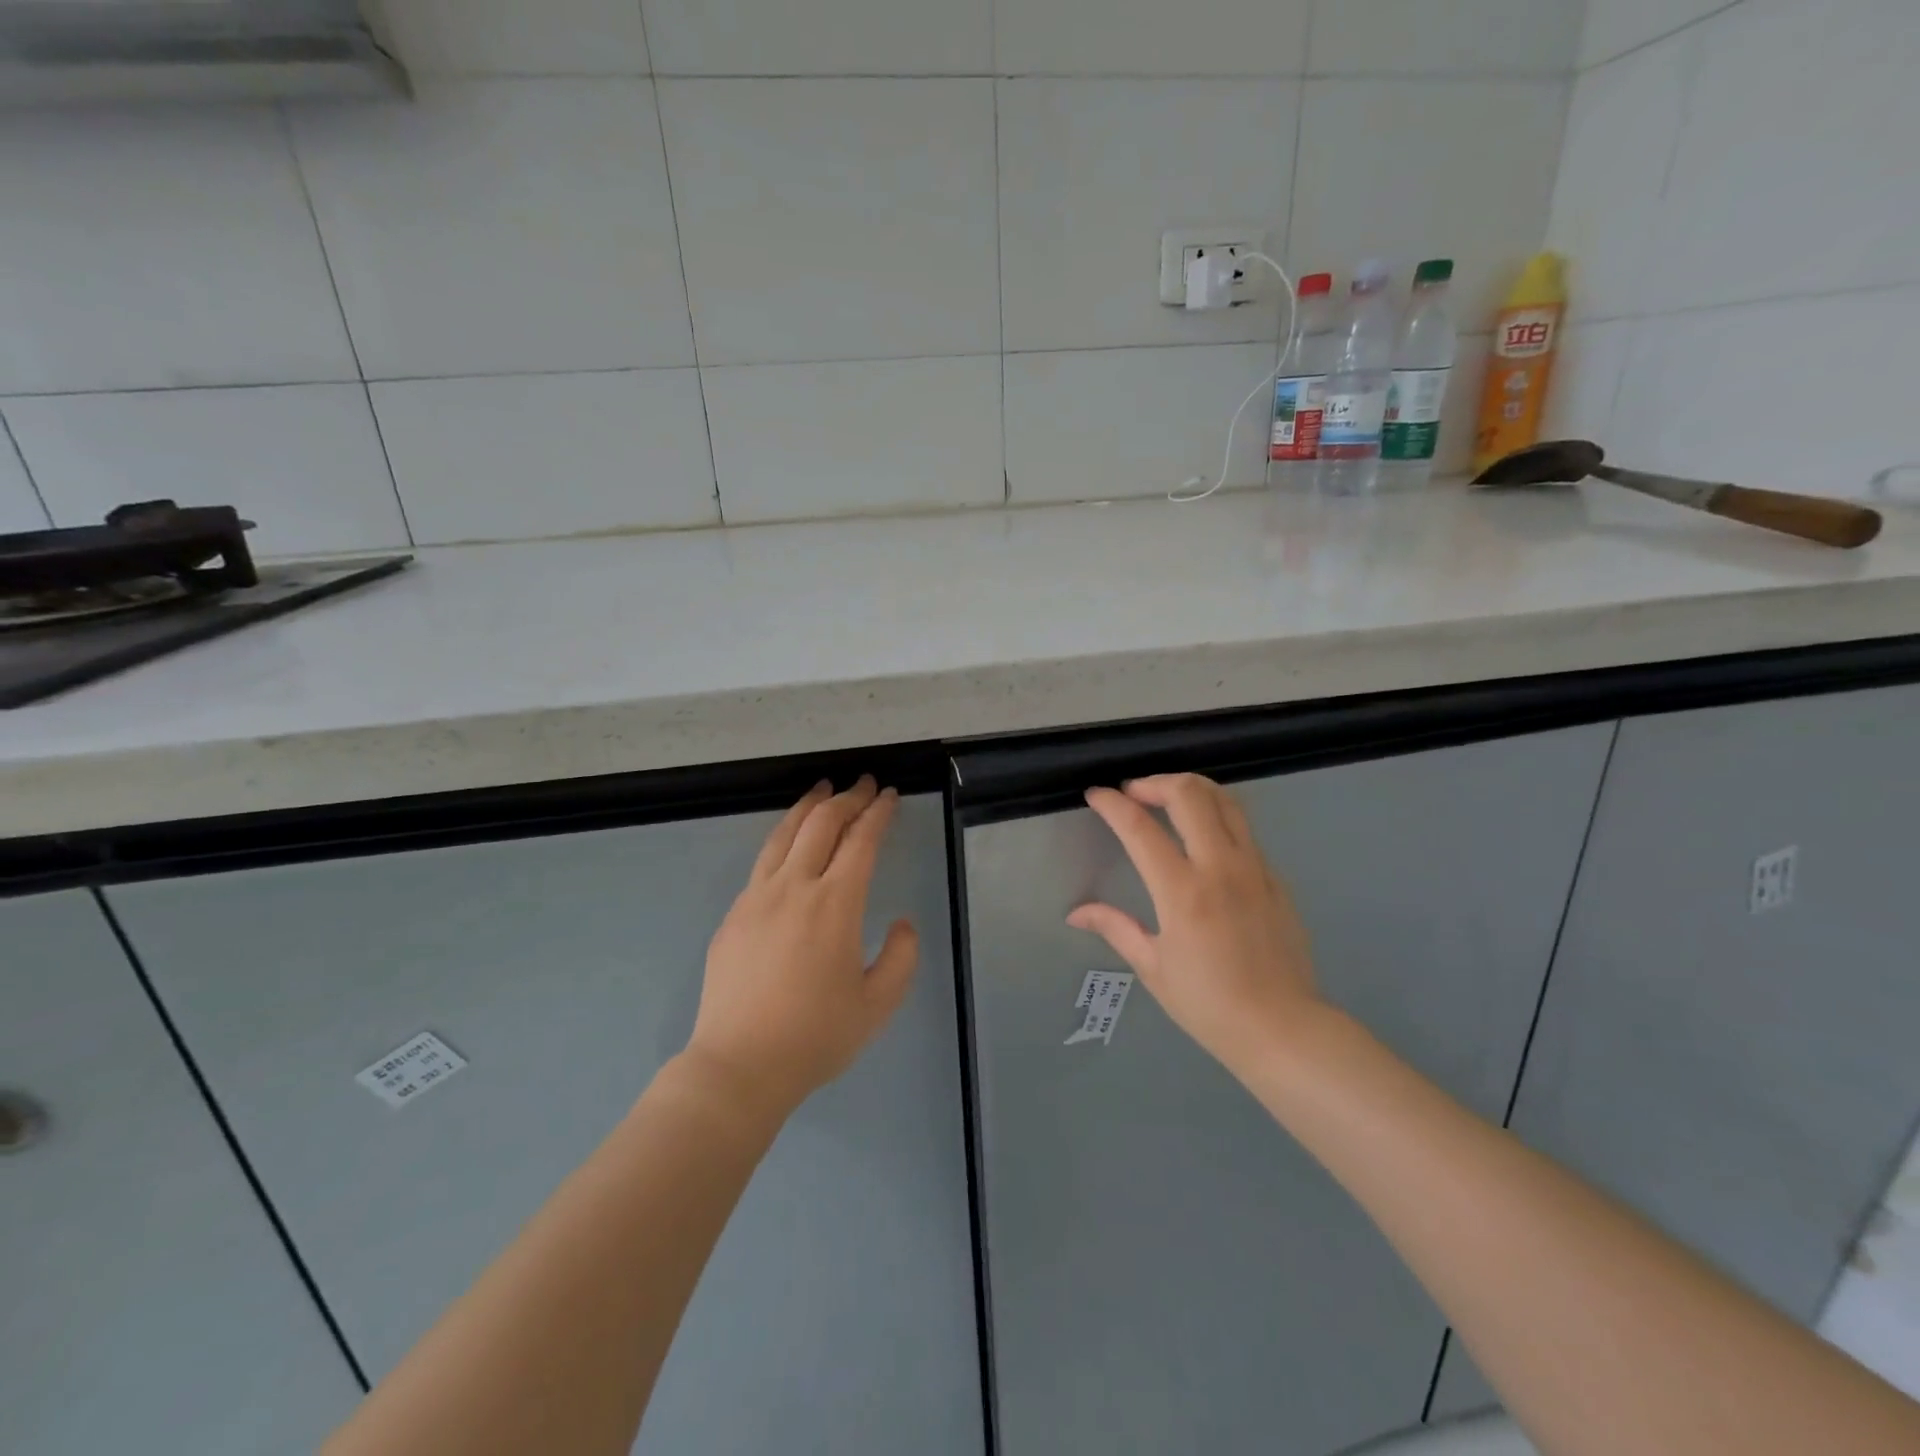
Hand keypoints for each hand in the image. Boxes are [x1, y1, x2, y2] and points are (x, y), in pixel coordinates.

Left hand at [687, 776, 918, 1120]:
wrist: (738, 1066)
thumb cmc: (815, 1037)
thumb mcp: (878, 1005)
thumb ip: (901, 957)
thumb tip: (902, 923)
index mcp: (835, 904)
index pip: (860, 841)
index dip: (877, 813)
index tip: (888, 795)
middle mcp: (794, 888)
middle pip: (821, 824)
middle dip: (846, 798)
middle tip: (862, 784)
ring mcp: (756, 898)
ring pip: (784, 834)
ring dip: (808, 806)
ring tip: (822, 789)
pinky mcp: (734, 915)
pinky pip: (762, 862)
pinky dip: (783, 838)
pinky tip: (789, 843)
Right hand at [1067, 774, 1319, 1075]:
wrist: (1284, 1029)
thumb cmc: (1209, 1005)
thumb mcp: (1153, 968)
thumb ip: (1115, 927)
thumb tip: (1076, 912)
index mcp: (1182, 892)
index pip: (1139, 827)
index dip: (1111, 803)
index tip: (1096, 794)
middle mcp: (1220, 867)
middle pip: (1190, 794)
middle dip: (1155, 781)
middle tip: (1133, 792)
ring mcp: (1254, 868)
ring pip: (1225, 800)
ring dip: (1191, 789)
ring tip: (1168, 798)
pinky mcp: (1275, 877)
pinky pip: (1244, 829)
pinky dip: (1217, 816)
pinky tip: (1203, 838)